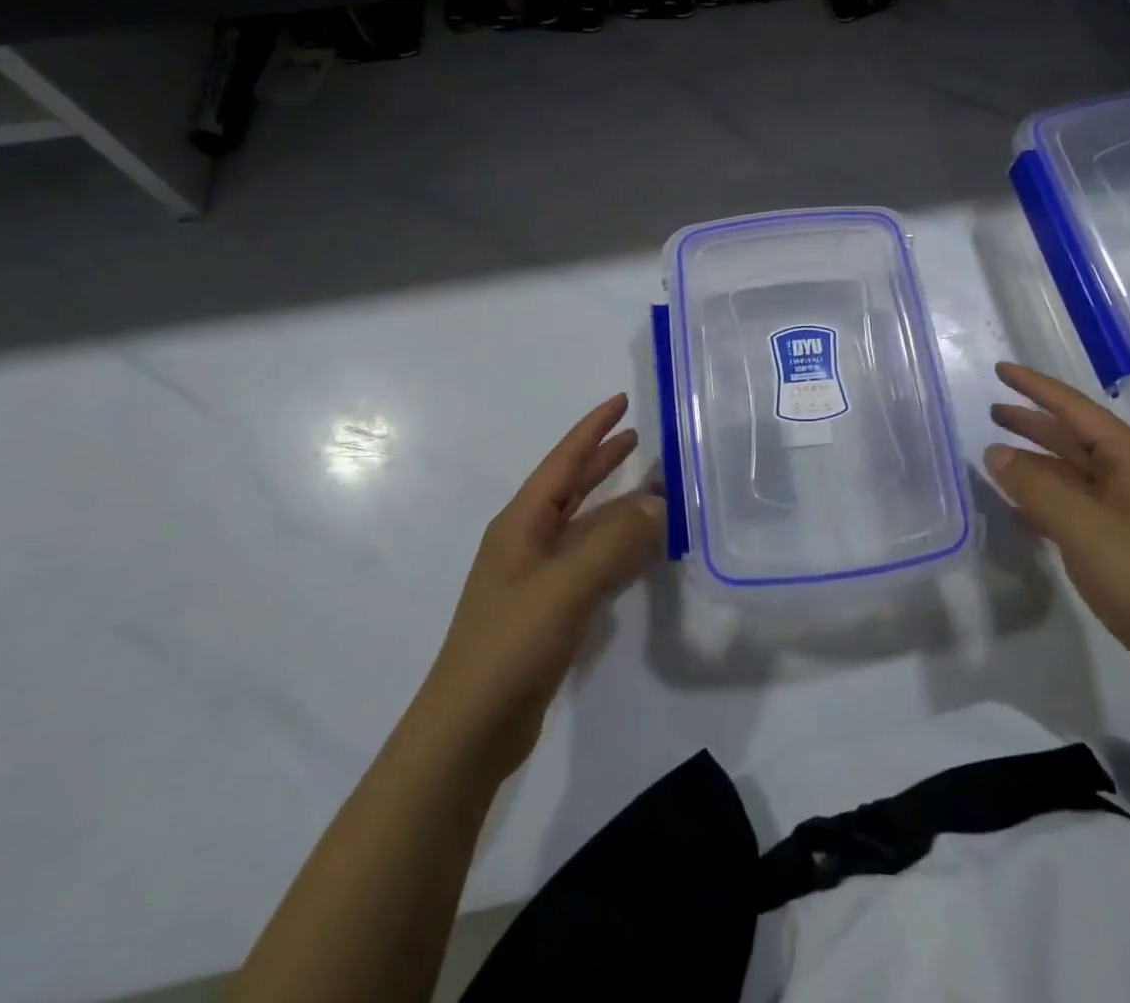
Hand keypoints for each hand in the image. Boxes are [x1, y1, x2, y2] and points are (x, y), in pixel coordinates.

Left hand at [429, 394, 663, 783]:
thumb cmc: (511, 643)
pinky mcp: (550, 611)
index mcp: (521, 523)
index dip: (593, 429)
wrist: (471, 728)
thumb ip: (615, 539)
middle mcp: (528, 542)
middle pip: (572, 488)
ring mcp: (537, 578)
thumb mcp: (566, 584)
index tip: (622, 401)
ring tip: (654, 489)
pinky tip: (642, 550)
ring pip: (585, 527)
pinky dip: (617, 548)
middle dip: (603, 461)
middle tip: (640, 438)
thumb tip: (658, 501)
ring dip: (616, 506)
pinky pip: (591, 563)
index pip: (563, 461)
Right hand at [985, 363, 1129, 710]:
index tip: (1000, 370)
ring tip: (996, 456)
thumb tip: (996, 452)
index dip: (1035, 387)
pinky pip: (1076, 507)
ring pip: (1073, 474)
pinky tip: (1020, 508)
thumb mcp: (1081, 524)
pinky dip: (1046, 500)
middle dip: (1033, 423)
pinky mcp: (1124, 545)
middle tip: (991, 412)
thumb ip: (1034, 485)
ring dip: (1037, 463)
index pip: (1074, 408)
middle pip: (1074, 437)